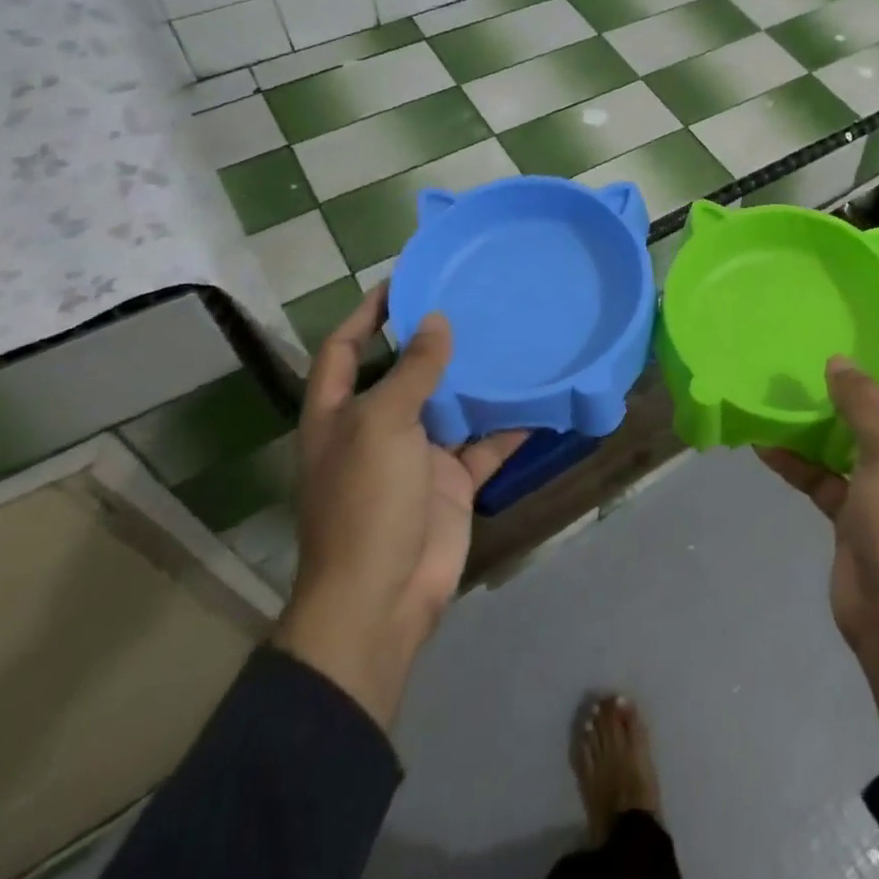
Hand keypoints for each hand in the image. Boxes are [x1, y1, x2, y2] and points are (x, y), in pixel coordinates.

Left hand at [273, 284, 526, 731]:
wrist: (382, 598)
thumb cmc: (367, 501)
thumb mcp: (384, 424)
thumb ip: (413, 371)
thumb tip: (436, 320)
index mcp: (340, 412)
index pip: (346, 347)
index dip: (368, 313)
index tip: (405, 279)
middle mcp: (376, 427)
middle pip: (404, 372)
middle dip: (433, 340)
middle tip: (474, 300)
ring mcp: (416, 456)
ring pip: (450, 405)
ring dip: (476, 379)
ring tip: (510, 337)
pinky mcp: (451, 481)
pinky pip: (485, 444)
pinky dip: (509, 425)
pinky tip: (539, 400)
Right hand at [758, 329, 878, 759]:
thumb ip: (865, 402)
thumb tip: (840, 362)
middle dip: (867, 387)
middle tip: (825, 355)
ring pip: (859, 445)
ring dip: (827, 423)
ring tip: (789, 391)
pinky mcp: (862, 520)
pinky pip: (829, 479)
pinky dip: (803, 463)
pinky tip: (766, 444)